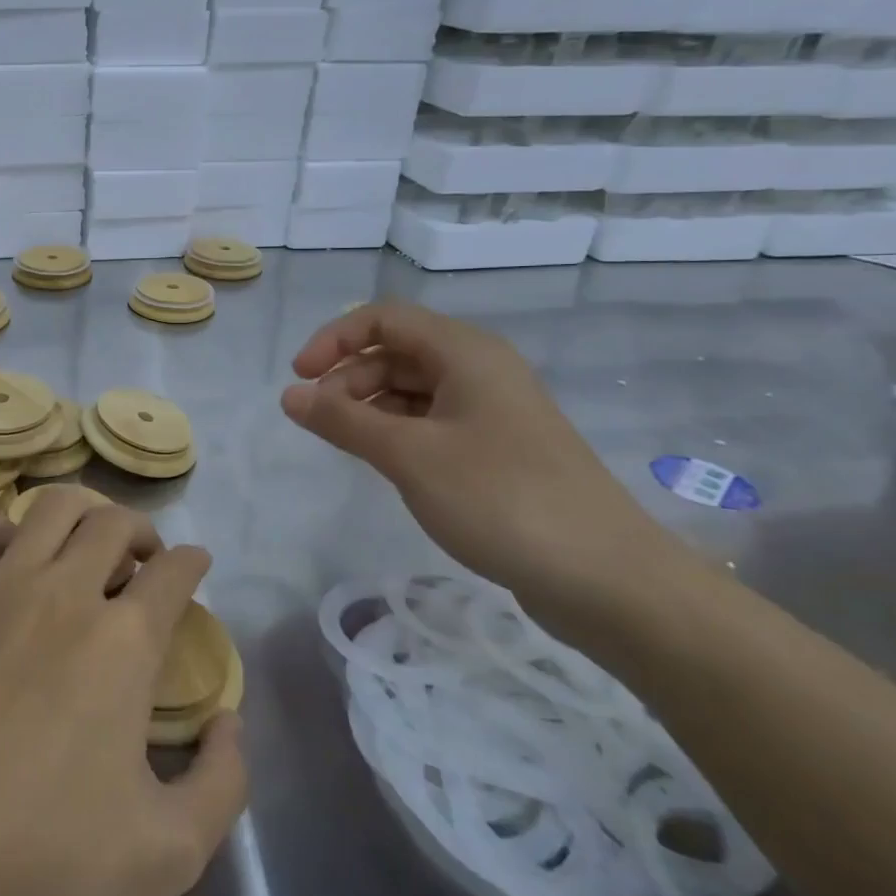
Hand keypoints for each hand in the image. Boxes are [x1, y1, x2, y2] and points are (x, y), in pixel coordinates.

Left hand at [0, 491, 246, 895]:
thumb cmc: (44, 858)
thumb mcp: (171, 853)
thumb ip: (224, 783)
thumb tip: (229, 721)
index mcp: (126, 641)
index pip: (174, 572)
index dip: (192, 563)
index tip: (195, 567)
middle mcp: (67, 591)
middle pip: (115, 524)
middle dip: (141, 532)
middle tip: (141, 562)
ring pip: (52, 508)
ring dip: (81, 515)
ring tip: (83, 545)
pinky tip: (5, 556)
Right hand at [281, 302, 673, 616]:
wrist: (605, 577)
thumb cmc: (500, 498)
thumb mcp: (408, 455)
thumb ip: (342, 420)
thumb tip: (289, 395)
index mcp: (465, 352)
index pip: (383, 319)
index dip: (334, 340)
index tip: (299, 380)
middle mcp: (480, 370)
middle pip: (397, 352)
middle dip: (349, 377)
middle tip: (319, 421)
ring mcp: (493, 410)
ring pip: (413, 388)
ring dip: (370, 406)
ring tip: (347, 445)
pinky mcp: (499, 449)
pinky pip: (433, 421)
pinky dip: (398, 431)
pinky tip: (385, 463)